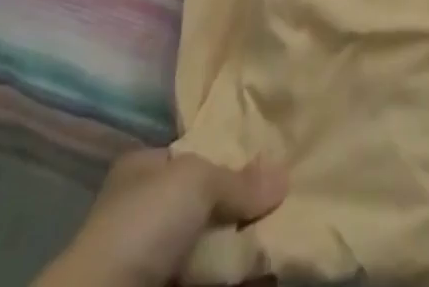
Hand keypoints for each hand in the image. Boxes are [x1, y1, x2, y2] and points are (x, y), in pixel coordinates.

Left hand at [33, 148, 286, 286]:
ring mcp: (154, 260)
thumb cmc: (144, 224)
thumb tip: (284, 176)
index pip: (193, 154)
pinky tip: (265, 269)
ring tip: (284, 236)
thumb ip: (240, 179)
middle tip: (283, 202)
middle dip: (241, 206)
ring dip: (242, 245)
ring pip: (210, 245)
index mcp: (143, 169)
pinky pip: (211, 278)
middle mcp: (147, 210)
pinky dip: (237, 274)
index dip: (228, 156)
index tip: (265, 162)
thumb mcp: (197, 181)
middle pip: (206, 203)